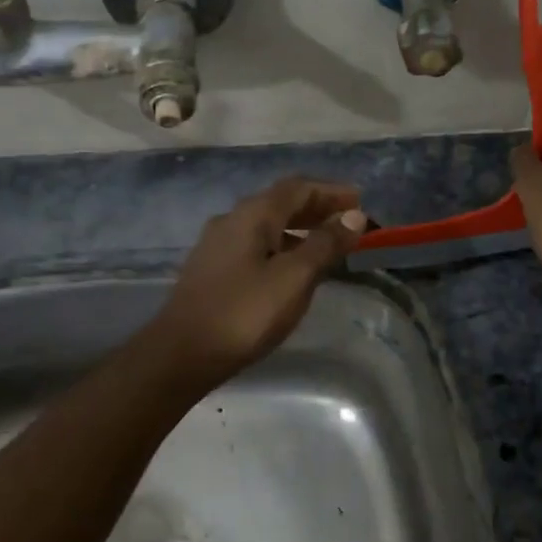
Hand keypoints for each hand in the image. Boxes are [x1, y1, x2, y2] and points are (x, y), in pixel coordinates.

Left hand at [147, 176, 367, 385]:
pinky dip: (282, 245)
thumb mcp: (294, 278)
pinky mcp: (212, 268)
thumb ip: (325, 244)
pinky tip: (292, 268)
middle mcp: (232, 219)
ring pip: (267, 224)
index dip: (331, 191)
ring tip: (328, 245)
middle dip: (317, 207)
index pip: (298, 187)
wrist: (181, 353)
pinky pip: (255, 244)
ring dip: (299, 228)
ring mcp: (218, 244)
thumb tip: (354, 216)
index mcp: (253, 214)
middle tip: (349, 221)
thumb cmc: (244, 313)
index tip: (360, 201)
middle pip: (281, 202)